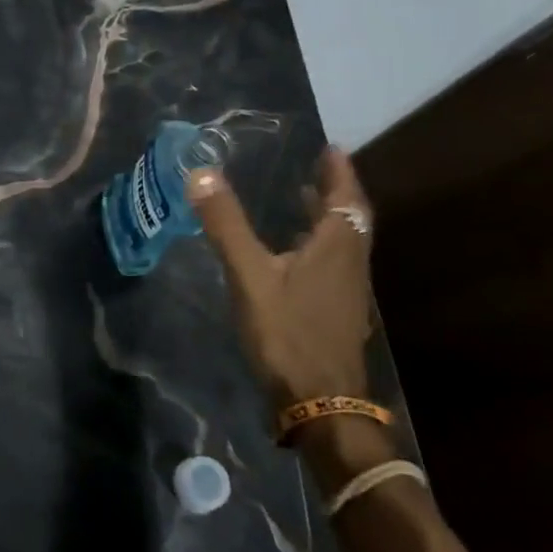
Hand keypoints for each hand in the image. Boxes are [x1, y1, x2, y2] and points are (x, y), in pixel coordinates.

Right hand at [184, 146, 374, 407]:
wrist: (320, 404)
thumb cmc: (288, 332)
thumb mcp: (250, 274)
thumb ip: (227, 224)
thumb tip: (202, 172)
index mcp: (337, 248)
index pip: (346, 198)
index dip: (339, 172)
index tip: (331, 147)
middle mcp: (349, 264)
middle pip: (350, 219)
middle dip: (334, 191)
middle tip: (315, 167)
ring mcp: (346, 292)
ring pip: (342, 243)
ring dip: (326, 218)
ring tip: (301, 200)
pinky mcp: (335, 313)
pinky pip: (332, 263)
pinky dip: (317, 244)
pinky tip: (290, 253)